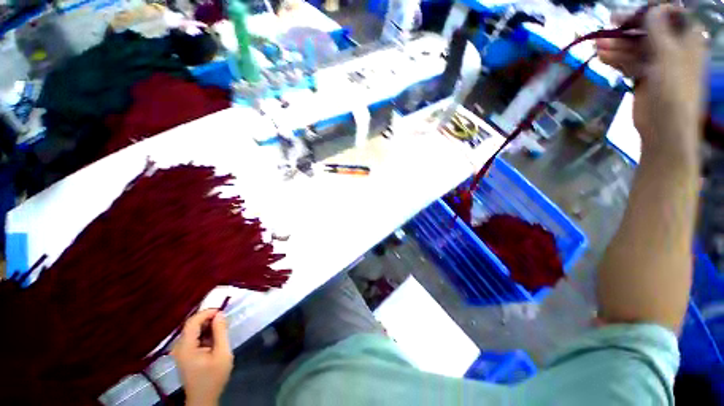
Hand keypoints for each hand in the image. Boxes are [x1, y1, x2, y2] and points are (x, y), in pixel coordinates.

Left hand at [172, 309, 233, 405]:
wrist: (203, 398)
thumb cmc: (214, 377)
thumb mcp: (222, 353)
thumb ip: (221, 332)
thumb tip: (220, 314)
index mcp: (186, 347)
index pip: (192, 322)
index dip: (207, 313)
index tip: (223, 311)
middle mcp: (179, 347)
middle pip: (192, 325)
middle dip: (209, 319)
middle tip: (225, 321)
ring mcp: (180, 351)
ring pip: (193, 330)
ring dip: (207, 326)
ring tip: (222, 330)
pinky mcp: (183, 354)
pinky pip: (193, 337)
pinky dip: (204, 334)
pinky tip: (214, 339)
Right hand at [596, 5, 705, 159]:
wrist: (664, 128)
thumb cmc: (673, 90)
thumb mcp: (668, 55)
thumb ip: (660, 29)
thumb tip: (652, 9)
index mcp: (687, 41)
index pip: (669, 17)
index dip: (650, 12)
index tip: (630, 14)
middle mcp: (674, 49)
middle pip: (650, 31)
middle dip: (628, 29)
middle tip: (608, 26)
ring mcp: (658, 64)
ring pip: (636, 48)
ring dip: (618, 45)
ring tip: (597, 45)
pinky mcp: (644, 78)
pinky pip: (629, 63)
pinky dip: (616, 59)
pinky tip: (602, 57)